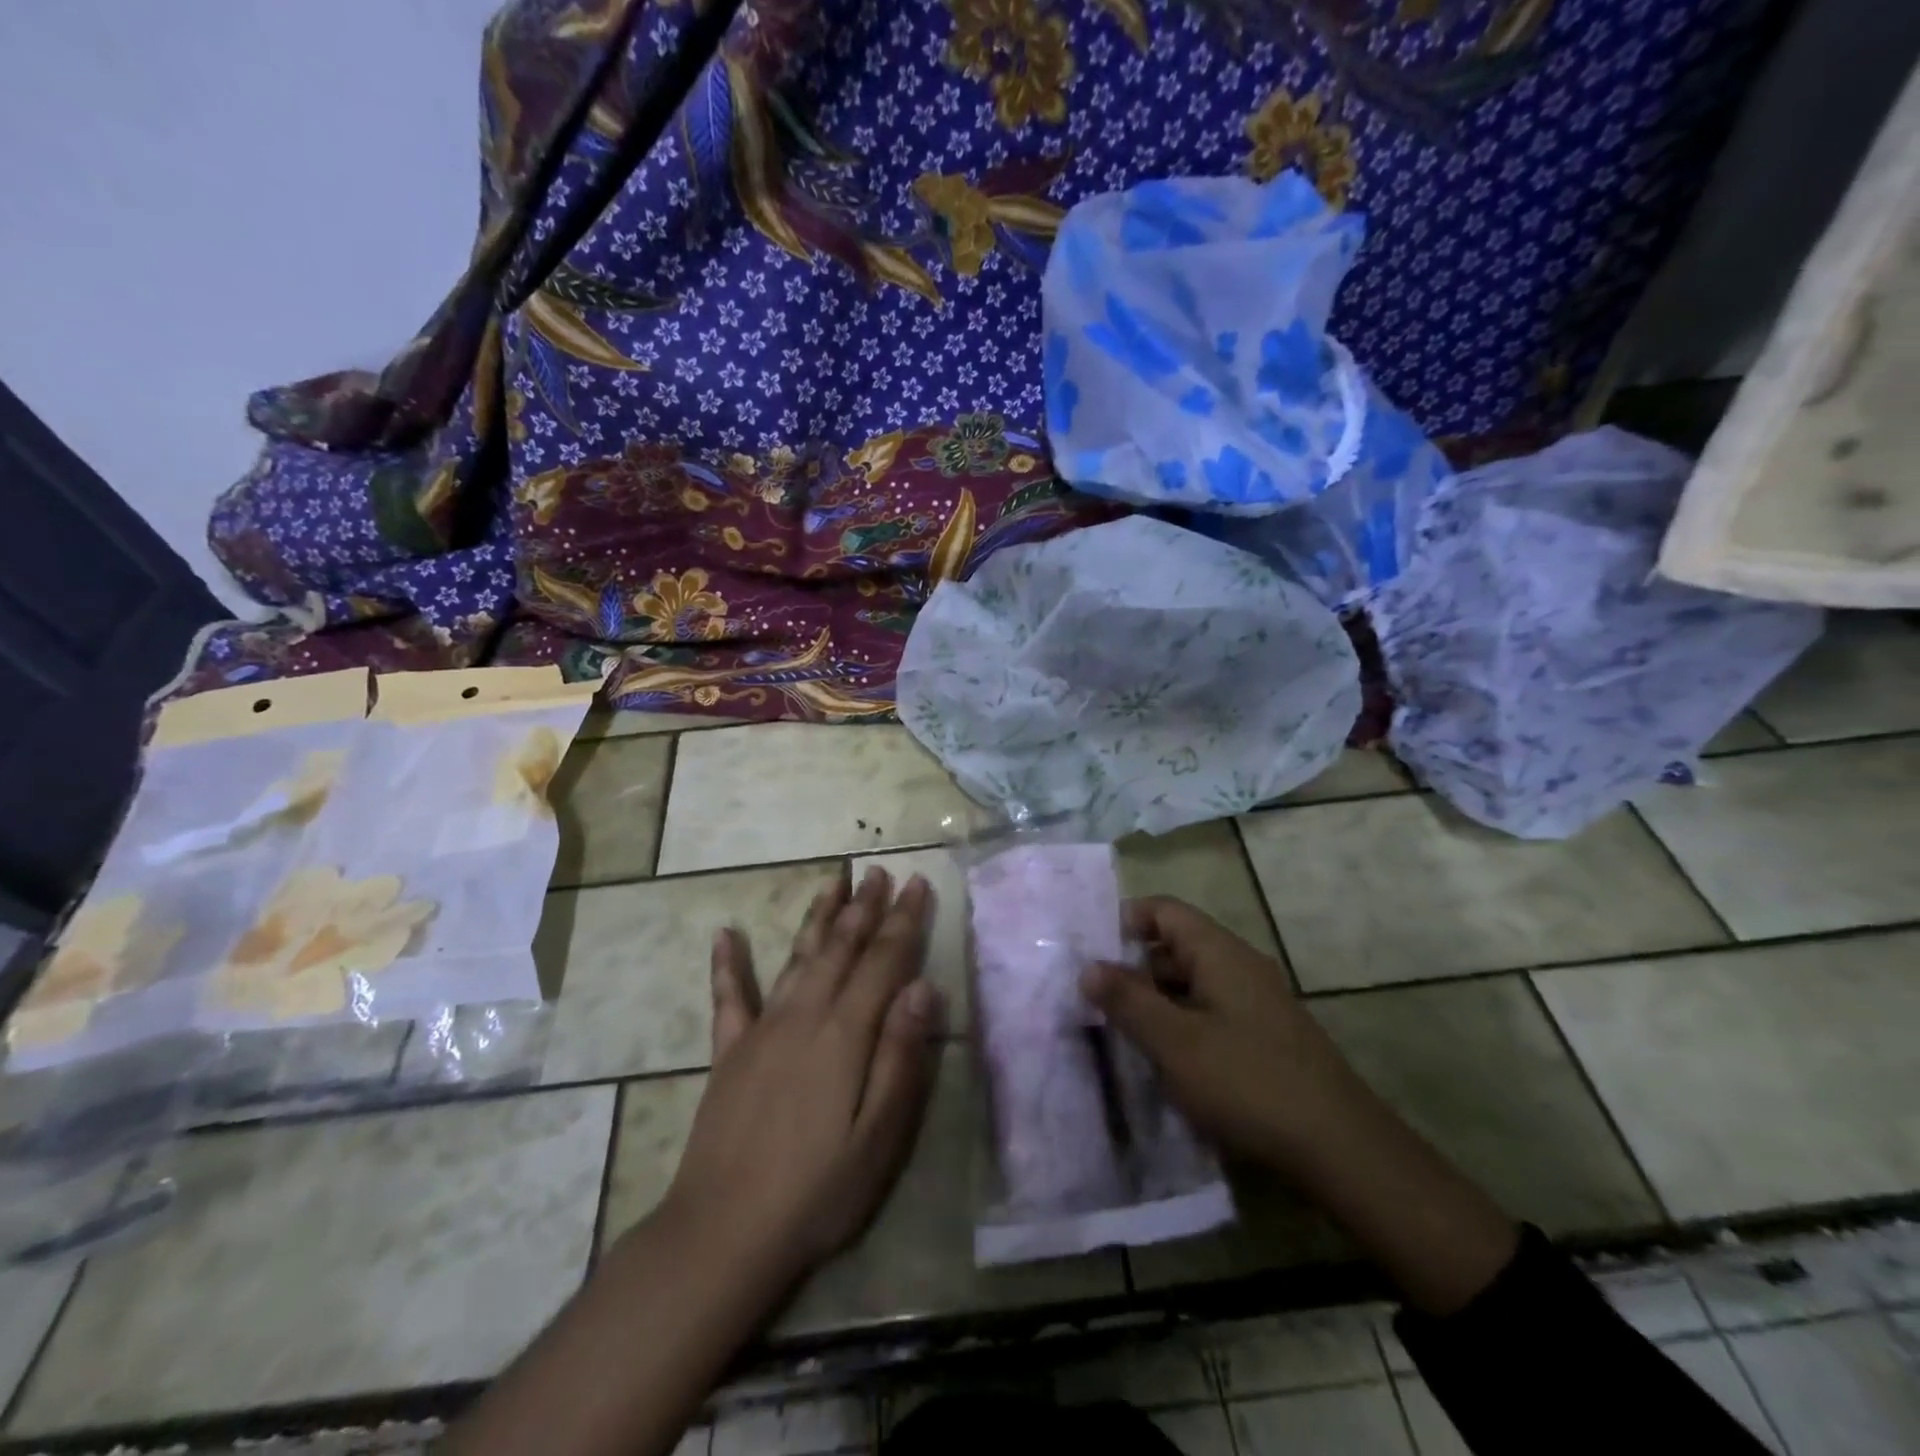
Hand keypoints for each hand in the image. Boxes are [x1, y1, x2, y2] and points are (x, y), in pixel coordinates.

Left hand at [659, 866, 943, 1293]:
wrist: (722, 1233)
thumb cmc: (816, 1191)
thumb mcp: (878, 1137)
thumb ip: (901, 1057)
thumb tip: (923, 988)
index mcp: (844, 1034)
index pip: (883, 961)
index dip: (903, 920)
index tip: (918, 883)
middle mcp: (803, 1016)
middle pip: (841, 948)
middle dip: (865, 907)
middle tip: (880, 872)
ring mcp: (761, 1030)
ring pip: (797, 957)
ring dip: (818, 917)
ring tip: (833, 882)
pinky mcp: (729, 1052)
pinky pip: (729, 996)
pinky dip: (728, 963)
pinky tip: (725, 933)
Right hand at [1083, 896, 1517, 1315]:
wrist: (1342, 1149)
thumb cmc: (1248, 1083)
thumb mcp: (1175, 1042)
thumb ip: (1128, 1000)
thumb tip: (1088, 966)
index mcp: (1220, 952)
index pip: (1164, 910)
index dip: (1124, 921)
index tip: (1089, 952)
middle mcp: (1240, 966)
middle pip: (1176, 946)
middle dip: (1133, 967)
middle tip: (1093, 998)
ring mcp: (1256, 1003)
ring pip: (1192, 983)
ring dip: (1155, 1000)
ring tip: (1119, 1031)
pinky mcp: (1265, 1038)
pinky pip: (1210, 1012)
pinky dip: (1180, 1024)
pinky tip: (1164, 1060)